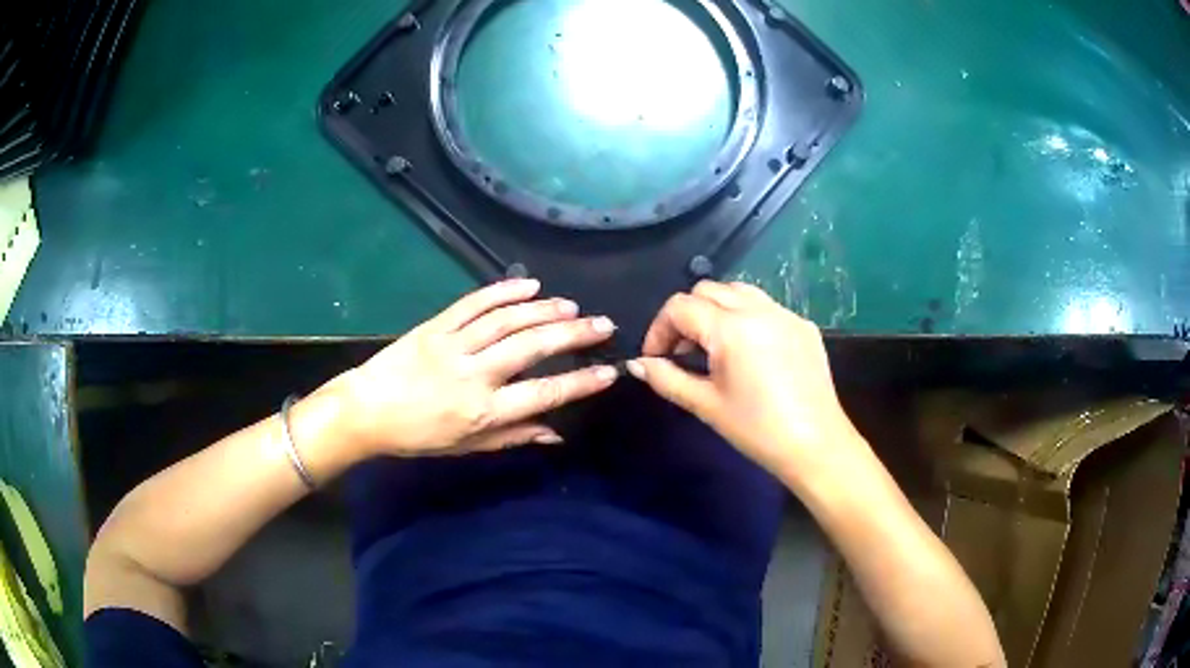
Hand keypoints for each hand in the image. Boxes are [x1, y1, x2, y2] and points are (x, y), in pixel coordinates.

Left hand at [321, 279, 618, 457]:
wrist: (367, 411)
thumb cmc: (418, 436)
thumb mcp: (467, 447)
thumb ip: (513, 436)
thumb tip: (557, 433)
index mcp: (482, 411)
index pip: (542, 393)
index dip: (579, 382)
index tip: (609, 371)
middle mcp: (473, 374)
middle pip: (531, 347)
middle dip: (572, 334)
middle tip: (602, 324)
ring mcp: (453, 344)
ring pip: (506, 320)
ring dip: (543, 310)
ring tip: (571, 306)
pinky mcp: (435, 325)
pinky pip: (473, 303)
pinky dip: (503, 290)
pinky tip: (528, 284)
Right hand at [628, 280, 866, 485]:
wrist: (816, 445)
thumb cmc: (757, 430)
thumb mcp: (706, 405)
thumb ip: (667, 379)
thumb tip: (638, 365)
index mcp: (732, 328)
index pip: (680, 307)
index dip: (659, 329)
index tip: (656, 358)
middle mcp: (759, 309)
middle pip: (708, 290)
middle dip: (687, 315)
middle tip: (683, 352)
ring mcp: (786, 314)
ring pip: (739, 291)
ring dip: (717, 309)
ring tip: (714, 347)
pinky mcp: (804, 326)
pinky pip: (766, 307)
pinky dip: (746, 318)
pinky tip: (750, 353)